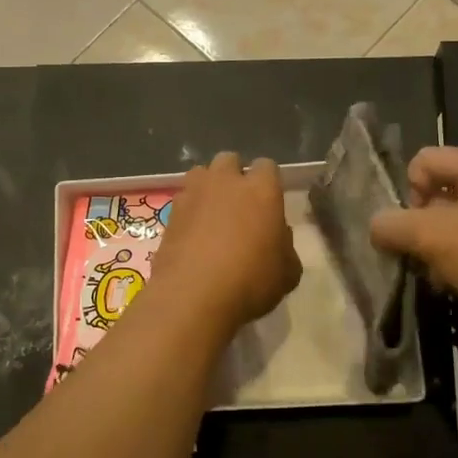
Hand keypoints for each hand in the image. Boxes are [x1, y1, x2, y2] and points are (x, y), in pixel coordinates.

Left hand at [152, 153, 301, 333]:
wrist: (192, 296)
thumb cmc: (250, 281)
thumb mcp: (287, 273)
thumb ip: (285, 247)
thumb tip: (276, 237)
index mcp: (261, 189)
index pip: (267, 166)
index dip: (268, 182)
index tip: (269, 203)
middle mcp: (226, 182)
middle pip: (230, 161)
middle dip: (234, 176)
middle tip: (239, 205)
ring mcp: (193, 193)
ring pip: (201, 173)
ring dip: (208, 187)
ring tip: (212, 215)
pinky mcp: (170, 212)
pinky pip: (183, 200)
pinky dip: (189, 211)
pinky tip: (192, 234)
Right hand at [369, 147, 457, 370]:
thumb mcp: (432, 236)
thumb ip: (392, 225)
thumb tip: (376, 226)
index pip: (424, 160)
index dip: (408, 191)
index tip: (412, 227)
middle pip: (438, 194)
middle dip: (420, 227)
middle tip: (420, 256)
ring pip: (454, 228)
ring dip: (438, 253)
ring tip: (439, 279)